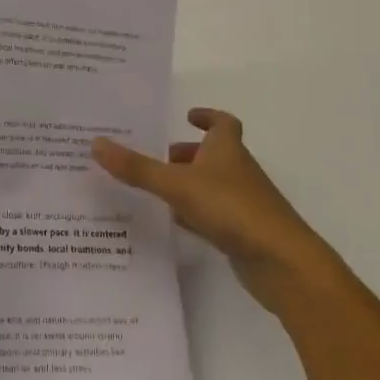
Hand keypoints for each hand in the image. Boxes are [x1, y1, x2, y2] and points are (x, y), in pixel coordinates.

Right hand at [93, 108, 337, 316]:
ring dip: (188, 183)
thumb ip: (137, 168)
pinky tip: (174, 223)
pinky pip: (213, 215)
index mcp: (227, 150)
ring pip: (212, 185)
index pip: (222, 123)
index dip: (207, 116)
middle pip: (213, 154)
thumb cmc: (233, 209)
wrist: (284, 263)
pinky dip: (195, 214)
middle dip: (187, 153)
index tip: (188, 115)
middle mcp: (237, 171)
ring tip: (154, 188)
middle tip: (155, 156)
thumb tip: (96, 142)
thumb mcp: (178, 185)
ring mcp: (242, 203)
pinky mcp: (243, 233)